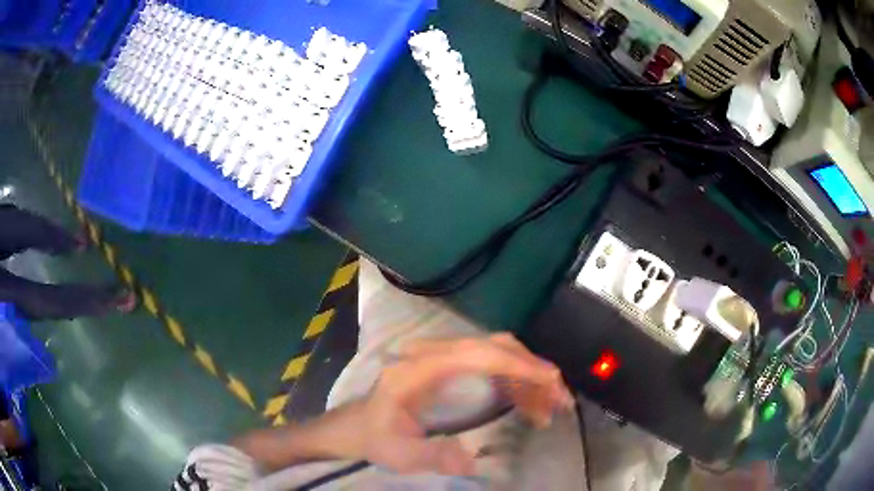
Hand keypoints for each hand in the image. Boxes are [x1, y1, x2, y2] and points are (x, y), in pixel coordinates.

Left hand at [345, 334, 573, 475]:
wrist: (363, 426)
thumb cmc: (379, 437)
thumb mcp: (399, 453)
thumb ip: (432, 456)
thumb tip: (470, 460)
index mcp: (419, 369)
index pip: (477, 354)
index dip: (517, 364)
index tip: (551, 381)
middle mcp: (434, 354)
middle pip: (495, 347)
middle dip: (533, 370)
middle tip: (560, 400)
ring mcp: (445, 357)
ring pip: (500, 354)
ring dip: (530, 378)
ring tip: (552, 409)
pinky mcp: (454, 367)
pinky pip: (494, 366)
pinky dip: (519, 383)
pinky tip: (532, 406)